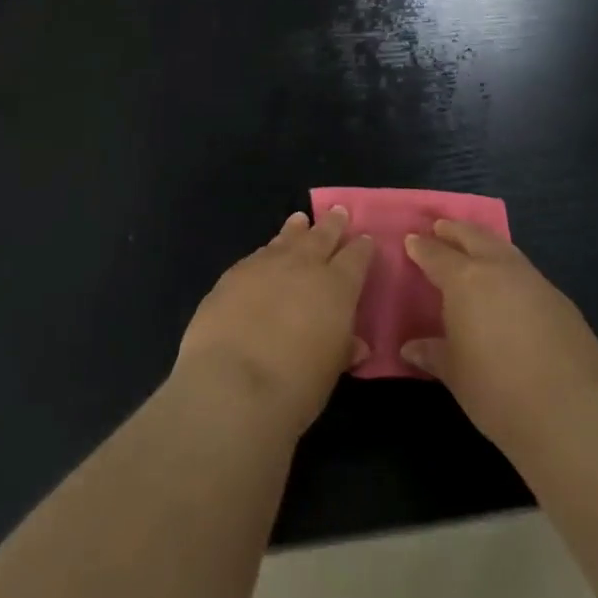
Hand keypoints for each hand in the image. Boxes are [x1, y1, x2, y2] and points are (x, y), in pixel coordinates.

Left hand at [175, 207, 373, 437]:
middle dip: (332, 224)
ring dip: (296, 229)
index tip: (365, 240)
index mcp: (337, 286)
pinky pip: (258, 254)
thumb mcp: (330, 371)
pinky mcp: (234, 274)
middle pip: (322, 236)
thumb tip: (357, 344)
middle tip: (338, 212)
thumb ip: (343, 349)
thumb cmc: (295, 385)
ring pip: (287, 238)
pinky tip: (266, 253)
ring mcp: (266, 264)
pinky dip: (268, 251)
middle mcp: (304, 265)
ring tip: (300, 220)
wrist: (232, 383)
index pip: (356, 258)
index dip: (362, 248)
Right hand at [400, 220, 597, 458]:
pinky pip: (526, 273)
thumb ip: (433, 354)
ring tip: (475, 247)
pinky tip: (510, 288)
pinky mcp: (561, 300)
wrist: (570, 411)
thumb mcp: (456, 374)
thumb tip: (410, 348)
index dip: (421, 246)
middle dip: (454, 230)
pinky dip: (510, 270)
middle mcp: (499, 269)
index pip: (436, 254)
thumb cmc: (497, 390)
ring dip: (485, 243)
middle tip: (440, 227)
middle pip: (473, 236)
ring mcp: (534, 281)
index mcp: (465, 280)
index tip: (411, 239)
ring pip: (504, 248)